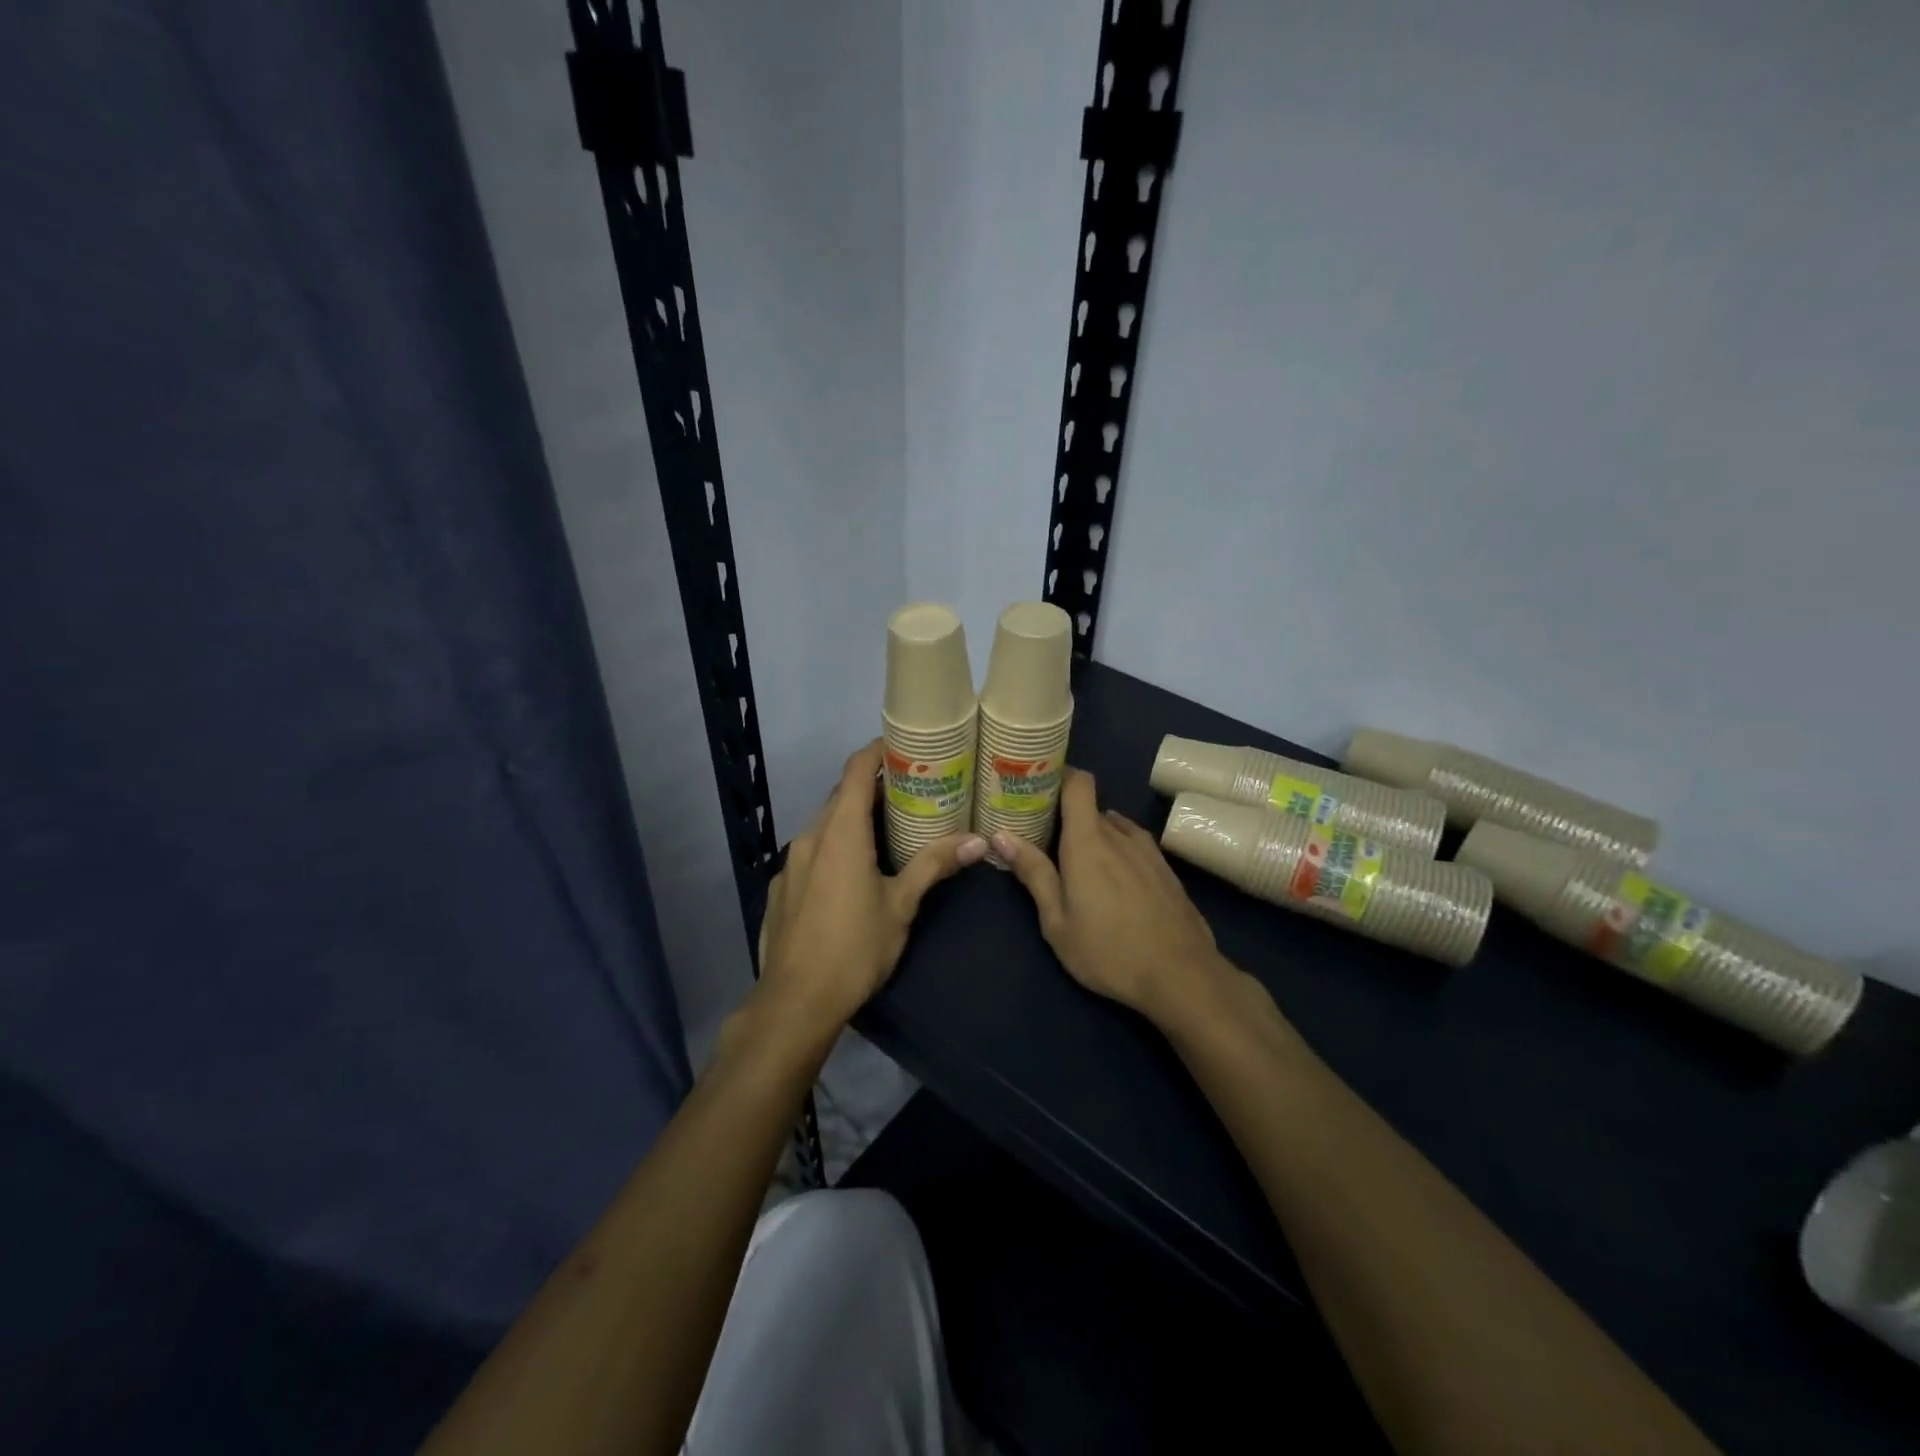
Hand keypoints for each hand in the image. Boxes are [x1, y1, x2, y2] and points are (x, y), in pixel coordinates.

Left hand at [755, 740, 987, 1036]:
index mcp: (840, 832)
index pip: (856, 770)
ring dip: (852, 820)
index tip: (903, 748)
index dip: (877, 751)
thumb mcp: (901, 904)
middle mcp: (810, 837)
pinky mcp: (780, 887)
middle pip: (840, 796)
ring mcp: (790, 863)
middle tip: (910, 794)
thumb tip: (978, 841)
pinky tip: (851, 875)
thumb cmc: (855, 948)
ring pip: (824, 825)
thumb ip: (934, 865)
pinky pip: (811, 853)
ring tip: (887, 831)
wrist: (795, 1001)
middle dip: (872, 789)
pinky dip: (833, 847)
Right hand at [994, 768, 1227, 1021]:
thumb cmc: (1108, 951)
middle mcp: (1120, 835)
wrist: (1182, 976)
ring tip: (1081, 865)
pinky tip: (1115, 883)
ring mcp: (1149, 851)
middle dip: (1068, 819)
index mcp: (1088, 841)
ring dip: (1096, 837)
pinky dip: (1119, 852)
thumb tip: (1001, 835)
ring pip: (1115, 828)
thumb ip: (1033, 874)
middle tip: (1046, 841)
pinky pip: (1135, 847)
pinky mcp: (1167, 870)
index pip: (1079, 783)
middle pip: (1091, 809)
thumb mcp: (1057, 921)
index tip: (1039, 788)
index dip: (1060, 776)